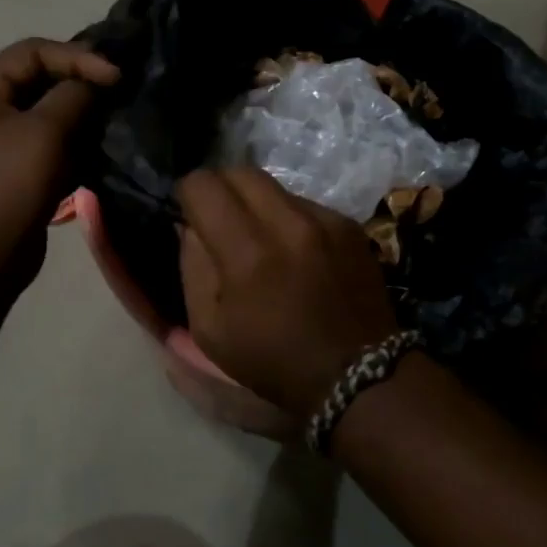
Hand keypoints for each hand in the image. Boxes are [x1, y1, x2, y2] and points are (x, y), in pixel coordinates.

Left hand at [0, 38, 118, 290]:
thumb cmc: (10, 186)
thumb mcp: (46, 132)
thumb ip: (74, 95)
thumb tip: (95, 82)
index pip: (32, 51)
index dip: (77, 56)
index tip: (116, 75)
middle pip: (38, 79)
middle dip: (80, 83)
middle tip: (118, 91)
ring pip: (45, 112)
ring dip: (80, 114)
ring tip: (113, 119)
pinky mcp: (12, 170)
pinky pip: (46, 142)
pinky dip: (72, 141)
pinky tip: (98, 149)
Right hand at [176, 168, 401, 420]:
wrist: (357, 375)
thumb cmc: (273, 361)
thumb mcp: (210, 330)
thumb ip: (193, 267)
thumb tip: (191, 226)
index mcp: (248, 254)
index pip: (204, 186)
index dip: (188, 194)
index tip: (189, 213)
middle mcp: (288, 224)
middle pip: (240, 171)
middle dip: (220, 188)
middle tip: (218, 217)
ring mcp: (324, 220)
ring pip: (274, 186)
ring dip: (256, 203)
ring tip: (259, 238)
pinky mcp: (348, 225)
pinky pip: (304, 203)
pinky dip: (288, 218)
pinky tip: (295, 251)